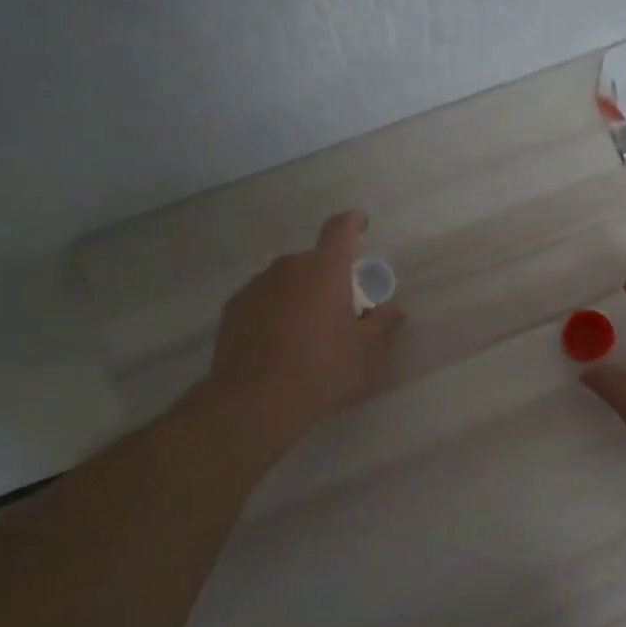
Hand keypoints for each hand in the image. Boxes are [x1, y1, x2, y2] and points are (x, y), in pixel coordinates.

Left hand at [207, 210, 403, 448]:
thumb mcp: (367, 353)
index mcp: (325, 269)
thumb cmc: (322, 371)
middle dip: (330, 276)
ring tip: (307, 332)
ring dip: (300, 294)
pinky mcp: (233, 309)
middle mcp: (288, 267)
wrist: (254, 403)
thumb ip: (383, 325)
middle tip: (341, 310)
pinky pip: (263, 300)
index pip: (341, 229)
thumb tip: (392, 310)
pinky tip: (278, 344)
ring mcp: (256, 286)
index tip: (361, 224)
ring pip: (287, 280)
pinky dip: (275, 311)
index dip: (353, 223)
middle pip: (315, 261)